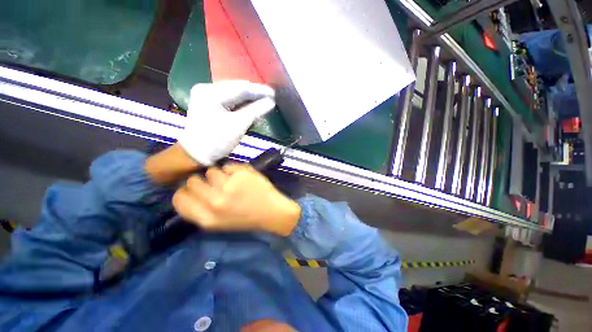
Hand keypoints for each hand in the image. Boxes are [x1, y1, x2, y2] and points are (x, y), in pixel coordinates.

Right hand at [172, 164, 300, 235]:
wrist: (272, 212)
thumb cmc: (246, 219)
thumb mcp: (218, 223)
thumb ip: (200, 209)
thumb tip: (187, 190)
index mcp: (207, 219)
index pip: (180, 198)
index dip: (185, 192)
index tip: (192, 190)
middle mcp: (215, 202)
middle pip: (193, 181)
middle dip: (201, 181)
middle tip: (215, 184)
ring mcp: (229, 186)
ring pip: (211, 171)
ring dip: (219, 175)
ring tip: (232, 182)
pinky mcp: (242, 174)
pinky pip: (227, 166)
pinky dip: (233, 170)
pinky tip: (242, 178)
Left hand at [178, 81, 275, 165]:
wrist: (197, 154)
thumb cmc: (217, 141)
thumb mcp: (238, 125)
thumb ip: (255, 111)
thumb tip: (271, 102)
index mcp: (210, 93)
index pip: (240, 87)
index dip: (259, 91)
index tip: (274, 94)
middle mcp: (206, 89)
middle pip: (236, 89)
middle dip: (254, 94)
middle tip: (270, 98)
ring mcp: (206, 95)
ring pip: (233, 94)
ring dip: (249, 99)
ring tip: (263, 101)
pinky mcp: (208, 103)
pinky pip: (229, 100)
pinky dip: (241, 104)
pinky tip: (251, 106)